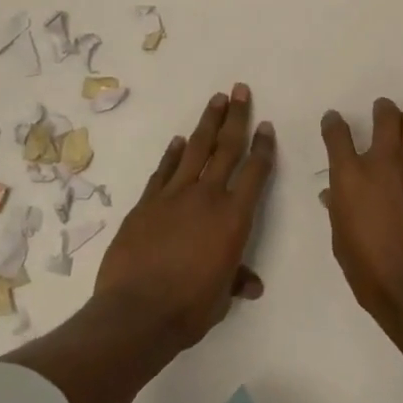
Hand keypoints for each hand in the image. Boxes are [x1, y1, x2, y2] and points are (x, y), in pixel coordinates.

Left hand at [95, 84, 275, 349]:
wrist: (136, 313)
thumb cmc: (189, 308)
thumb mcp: (221, 298)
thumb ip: (236, 280)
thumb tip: (252, 284)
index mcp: (233, 217)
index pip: (255, 171)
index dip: (262, 146)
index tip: (265, 125)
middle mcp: (207, 196)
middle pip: (226, 147)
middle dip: (236, 117)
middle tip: (240, 90)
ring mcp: (174, 195)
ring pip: (195, 149)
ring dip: (207, 123)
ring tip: (216, 99)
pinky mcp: (146, 202)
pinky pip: (163, 171)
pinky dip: (171, 154)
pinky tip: (177, 141)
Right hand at [321, 97, 402, 402]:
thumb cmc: (368, 270)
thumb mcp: (341, 240)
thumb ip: (339, 208)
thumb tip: (335, 194)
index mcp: (351, 175)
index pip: (338, 133)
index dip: (334, 123)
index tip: (334, 121)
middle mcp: (384, 162)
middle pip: (387, 115)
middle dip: (382, 109)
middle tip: (381, 113)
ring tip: (402, 133)